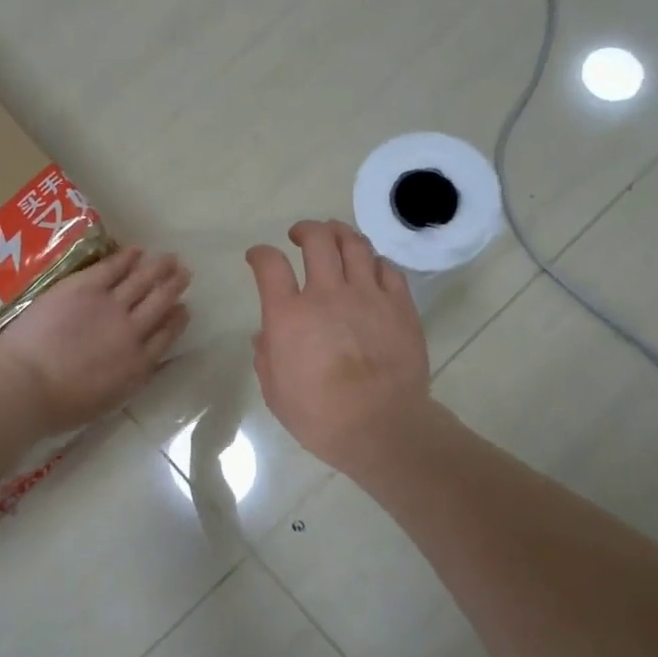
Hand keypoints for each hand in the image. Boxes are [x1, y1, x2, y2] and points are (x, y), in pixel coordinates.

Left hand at [0, 245, 190, 436]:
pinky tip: (137, 250)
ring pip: (143, 281)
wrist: (27, 385)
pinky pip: (113, 266)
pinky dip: (127, 257)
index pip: (166, 336)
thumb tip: (147, 363)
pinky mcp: (86, 287)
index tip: (184, 308)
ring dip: (159, 268)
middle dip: (174, 286)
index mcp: (138, 364)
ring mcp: (110, 305)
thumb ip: (131, 377)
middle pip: (161, 303)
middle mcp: (132, 330)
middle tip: (185, 272)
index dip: (177, 320)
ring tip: (171, 258)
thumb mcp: (109, 400)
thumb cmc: (60, 406)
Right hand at [247, 220, 433, 472]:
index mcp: (289, 315)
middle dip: (305, 230)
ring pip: (355, 244)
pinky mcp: (399, 305)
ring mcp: (367, 295)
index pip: (270, 265)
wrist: (381, 426)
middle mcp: (327, 294)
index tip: (258, 257)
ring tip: (335, 235)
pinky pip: (388, 268)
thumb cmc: (319, 416)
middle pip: (317, 240)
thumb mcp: (275, 392)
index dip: (260, 254)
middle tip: (300, 235)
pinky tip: (370, 266)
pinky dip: (374, 261)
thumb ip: (266, 357)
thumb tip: (266, 335)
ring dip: (340, 233)